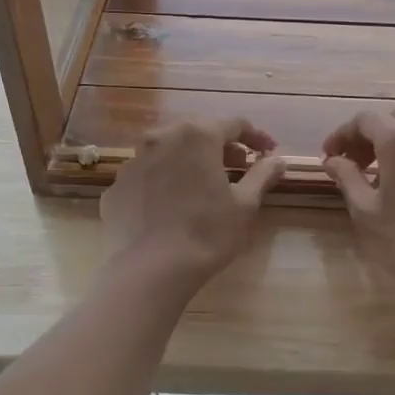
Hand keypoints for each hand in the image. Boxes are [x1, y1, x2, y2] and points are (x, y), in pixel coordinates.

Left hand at [101, 118, 285, 293]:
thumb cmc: (207, 232)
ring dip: (189, 160)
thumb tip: (277, 160)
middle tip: (238, 167)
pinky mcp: (117, 186)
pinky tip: (172, 204)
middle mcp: (162, 137)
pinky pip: (147, 174)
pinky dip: (164, 180)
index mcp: (197, 136)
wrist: (151, 269)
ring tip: (203, 184)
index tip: (268, 152)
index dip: (256, 137)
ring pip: (168, 151)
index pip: (234, 124)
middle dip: (221, 146)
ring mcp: (134, 160)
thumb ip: (262, 175)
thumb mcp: (245, 204)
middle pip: (198, 132)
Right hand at [321, 112, 394, 308]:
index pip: (364, 120)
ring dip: (391, 145)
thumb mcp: (366, 211)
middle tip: (351, 164)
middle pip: (392, 120)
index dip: (342, 135)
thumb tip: (333, 160)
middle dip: (367, 137)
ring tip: (376, 175)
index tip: (329, 157)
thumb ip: (347, 177)